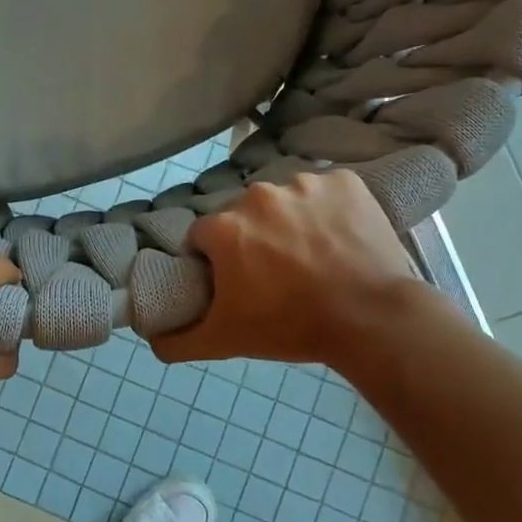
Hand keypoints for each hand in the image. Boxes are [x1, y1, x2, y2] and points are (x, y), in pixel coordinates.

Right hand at [153, 170, 420, 365]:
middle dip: (253, 237)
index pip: (204, 237)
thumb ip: (179, 340)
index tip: (237, 280)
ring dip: (290, 221)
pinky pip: (325, 190)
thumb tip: (150, 339)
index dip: (216, 260)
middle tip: (277, 272)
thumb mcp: (226, 340)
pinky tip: (339, 236)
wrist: (371, 319)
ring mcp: (303, 184)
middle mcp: (257, 195)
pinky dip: (328, 208)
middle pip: (244, 214)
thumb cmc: (291, 326)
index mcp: (224, 227)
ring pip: (284, 199)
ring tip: (313, 256)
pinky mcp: (344, 181)